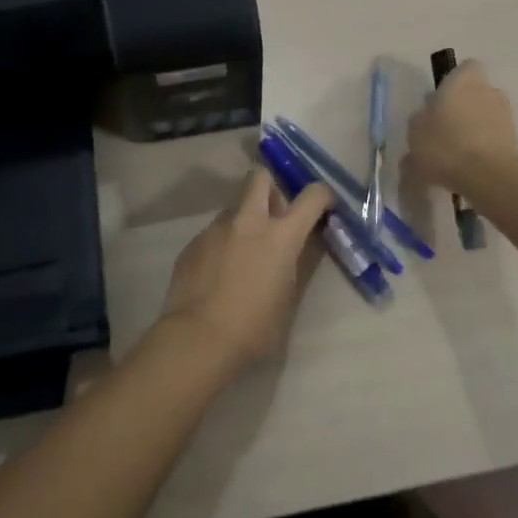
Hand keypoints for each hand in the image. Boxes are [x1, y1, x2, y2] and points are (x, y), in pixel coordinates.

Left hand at [156, 169, 332, 373]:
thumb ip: (296, 264)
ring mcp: (216, 229)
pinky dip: (222, 244)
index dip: (323, 196)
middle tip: (274, 216)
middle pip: (260, 177)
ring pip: (234, 208)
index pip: (311, 196)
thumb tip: (299, 248)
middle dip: (271, 188)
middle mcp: (248, 221)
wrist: (197, 340)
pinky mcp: (193, 243)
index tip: (324, 207)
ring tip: (243, 256)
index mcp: (280, 236)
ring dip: (244, 221)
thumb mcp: (289, 299)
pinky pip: (214, 233)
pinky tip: (218, 274)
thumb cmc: (254, 329)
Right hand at [405, 59, 517, 194]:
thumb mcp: (415, 131)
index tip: (440, 100)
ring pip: (485, 116)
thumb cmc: (445, 145)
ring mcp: (505, 115)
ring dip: (473, 128)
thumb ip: (420, 119)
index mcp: (462, 80)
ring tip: (454, 153)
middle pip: (475, 93)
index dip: (453, 81)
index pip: (465, 68)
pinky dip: (482, 147)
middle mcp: (488, 90)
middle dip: (462, 107)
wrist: (489, 177)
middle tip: (443, 129)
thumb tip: (427, 116)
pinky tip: (466, 167)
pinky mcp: (515, 140)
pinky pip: (493, 138)